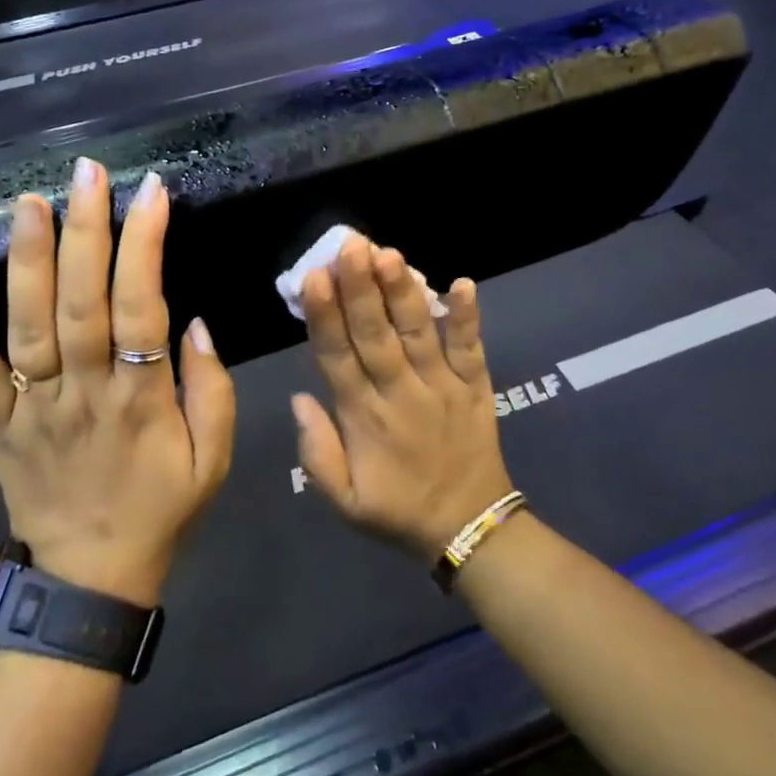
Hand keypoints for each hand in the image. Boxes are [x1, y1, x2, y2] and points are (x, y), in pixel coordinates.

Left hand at [0, 158, 235, 606]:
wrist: (90, 579)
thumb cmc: (160, 509)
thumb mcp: (215, 460)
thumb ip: (212, 390)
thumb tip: (198, 323)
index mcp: (141, 400)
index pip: (143, 306)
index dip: (145, 244)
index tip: (151, 191)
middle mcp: (83, 393)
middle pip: (82, 302)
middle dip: (86, 231)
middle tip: (87, 172)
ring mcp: (34, 410)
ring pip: (29, 328)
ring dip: (27, 263)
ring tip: (29, 202)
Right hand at [292, 233, 514, 560]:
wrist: (469, 529)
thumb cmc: (398, 510)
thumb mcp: (344, 501)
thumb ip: (317, 452)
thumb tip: (299, 398)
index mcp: (363, 418)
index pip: (337, 357)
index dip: (325, 316)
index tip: (313, 278)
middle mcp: (401, 394)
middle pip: (376, 335)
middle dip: (361, 288)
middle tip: (349, 245)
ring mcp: (442, 387)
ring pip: (419, 333)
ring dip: (404, 293)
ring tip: (389, 254)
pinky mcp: (476, 387)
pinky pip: (471, 348)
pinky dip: (468, 317)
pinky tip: (463, 282)